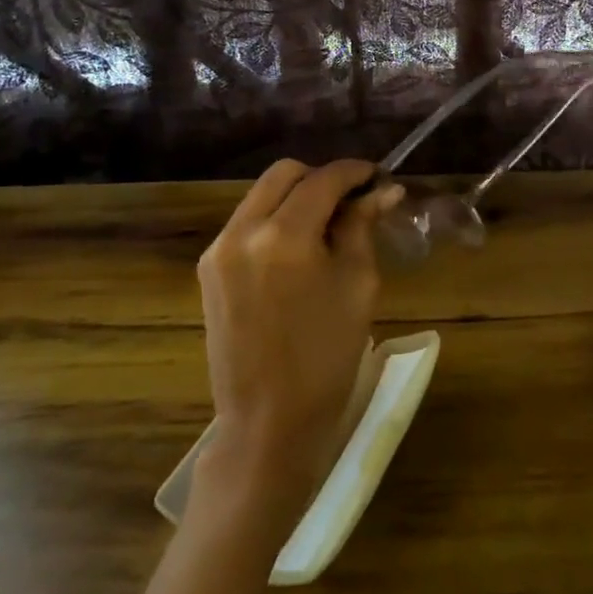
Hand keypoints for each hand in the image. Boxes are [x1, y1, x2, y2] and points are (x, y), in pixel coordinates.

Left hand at [193, 159, 404, 531]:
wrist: (269, 422)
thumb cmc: (327, 356)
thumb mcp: (358, 285)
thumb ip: (363, 227)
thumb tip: (384, 190)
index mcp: (284, 236)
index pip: (323, 179)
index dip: (355, 171)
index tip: (378, 176)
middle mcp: (242, 231)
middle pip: (284, 174)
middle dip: (321, 178)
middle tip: (353, 200)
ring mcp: (218, 249)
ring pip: (261, 195)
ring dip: (296, 196)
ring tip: (329, 223)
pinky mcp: (208, 269)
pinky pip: (246, 222)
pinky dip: (274, 219)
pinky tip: (299, 246)